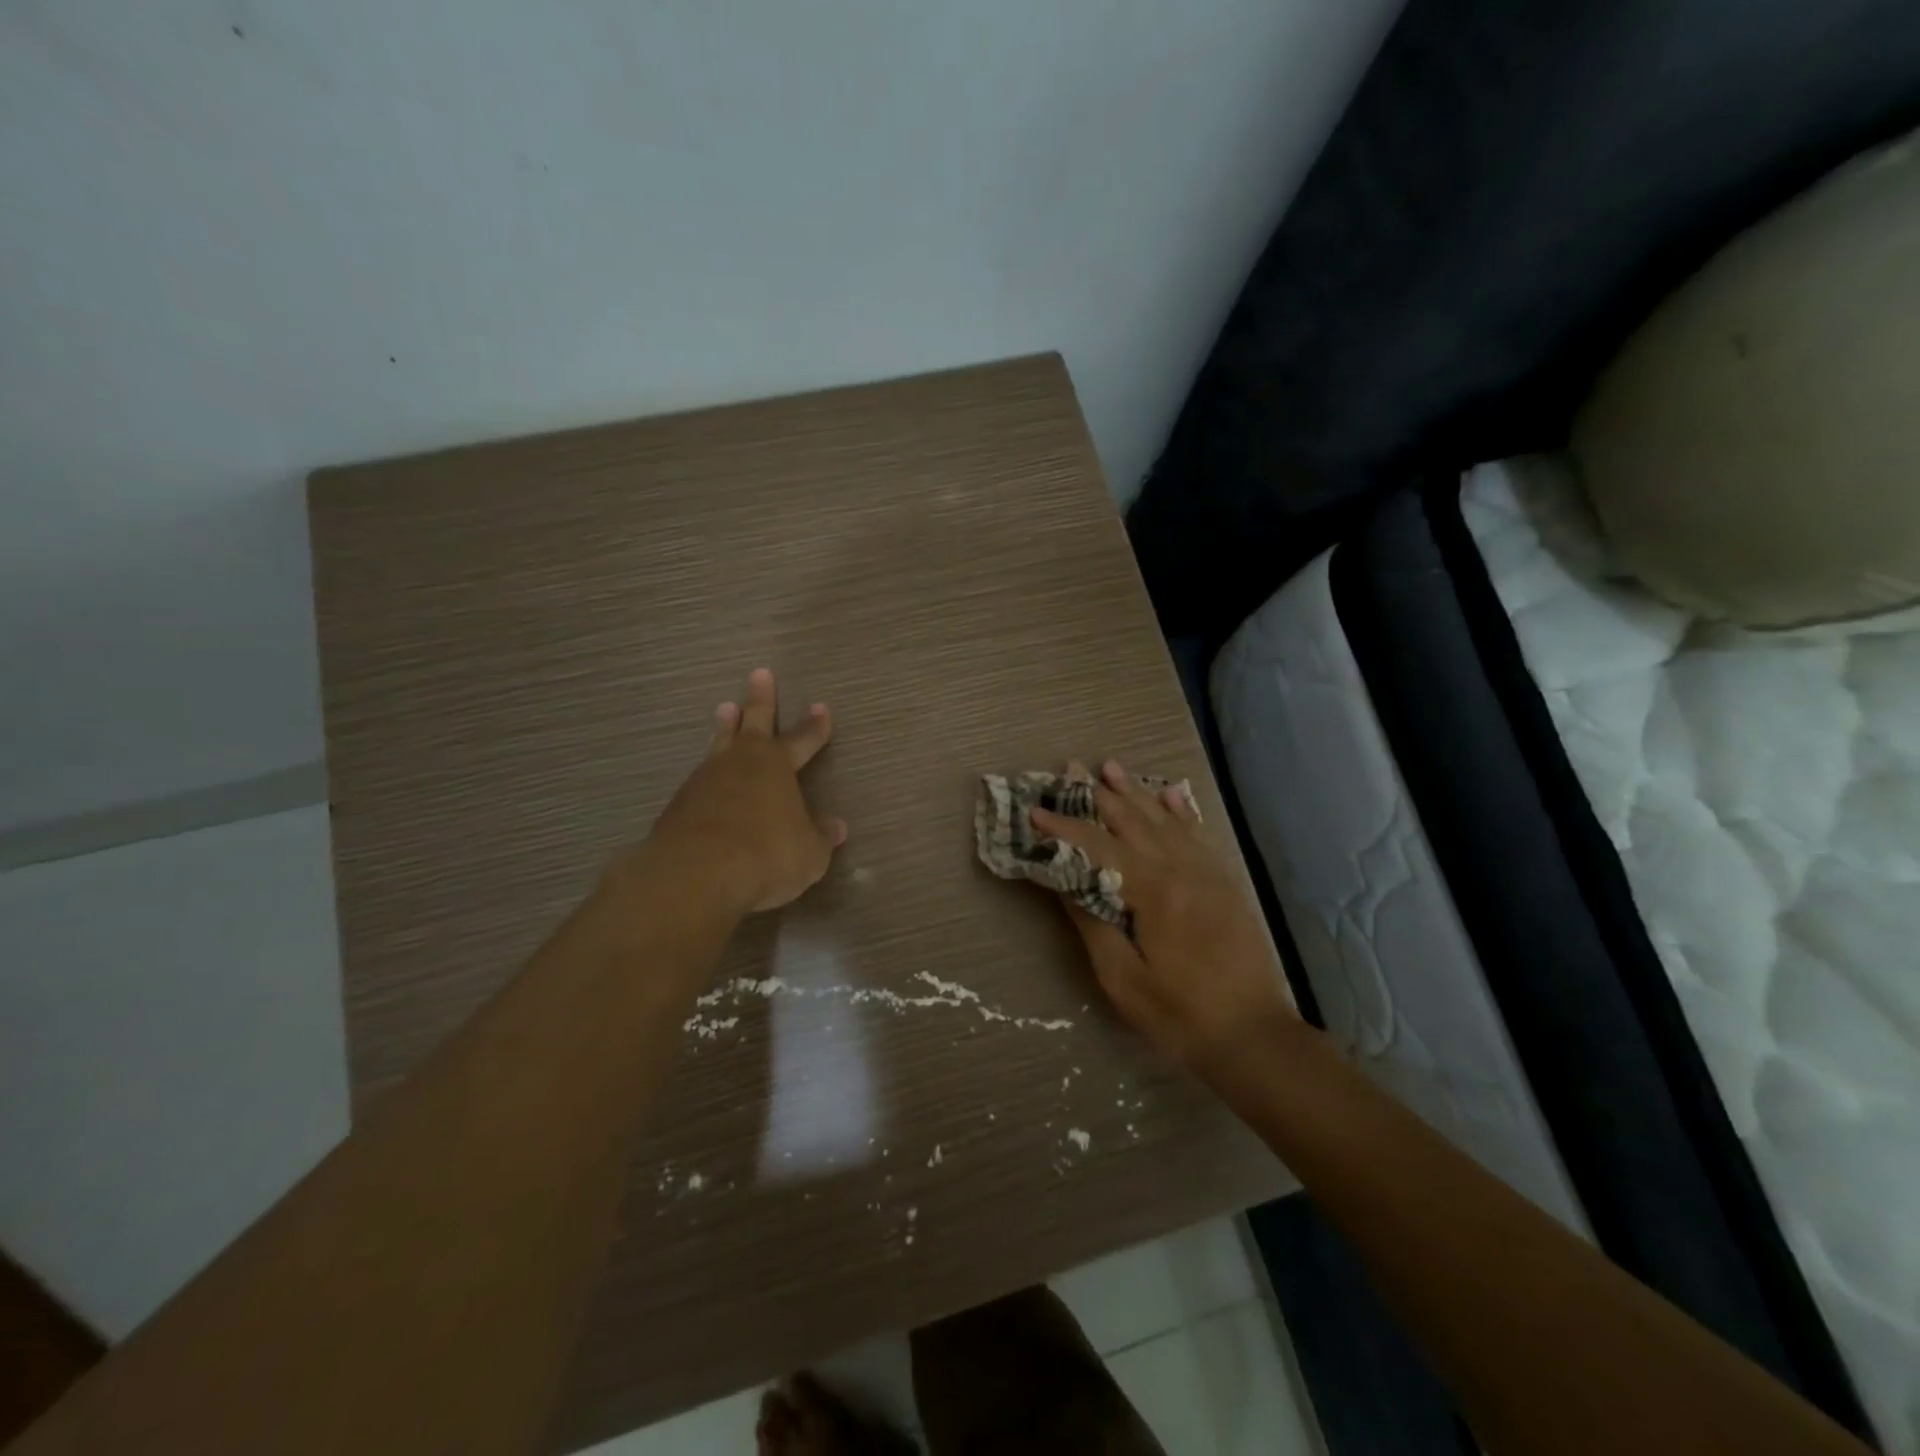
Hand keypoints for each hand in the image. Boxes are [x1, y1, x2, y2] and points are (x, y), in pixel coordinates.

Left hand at [640, 668, 847, 913]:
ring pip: (719, 743)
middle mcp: (741, 763)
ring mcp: (705, 779)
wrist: (696, 873)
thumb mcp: (809, 854)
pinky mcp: (679, 803)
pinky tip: (707, 777)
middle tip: (760, 673)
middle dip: (760, 699)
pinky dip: (708, 771)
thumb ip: (820, 837)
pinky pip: (700, 776)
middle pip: (753, 721)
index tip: (822, 708)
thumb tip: (836, 827)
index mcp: (777, 766)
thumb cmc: (766, 855)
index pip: (802, 739)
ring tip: (725, 708)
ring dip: (725, 726)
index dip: (814, 726)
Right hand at [1032, 760, 1293, 1071]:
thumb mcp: (1122, 978)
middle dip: (1098, 794)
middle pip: (1132, 821)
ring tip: (1109, 767)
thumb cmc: (1180, 1014)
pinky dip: (1180, 809)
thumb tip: (1063, 880)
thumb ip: (1092, 922)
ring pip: (1164, 819)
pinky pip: (1198, 833)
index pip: (1098, 847)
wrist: (1254, 1036)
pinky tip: (1169, 793)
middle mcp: (1182, 869)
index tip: (1035, 810)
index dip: (1064, 827)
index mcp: (1154, 892)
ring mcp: (1208, 872)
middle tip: (1071, 769)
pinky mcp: (1225, 882)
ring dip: (1134, 792)